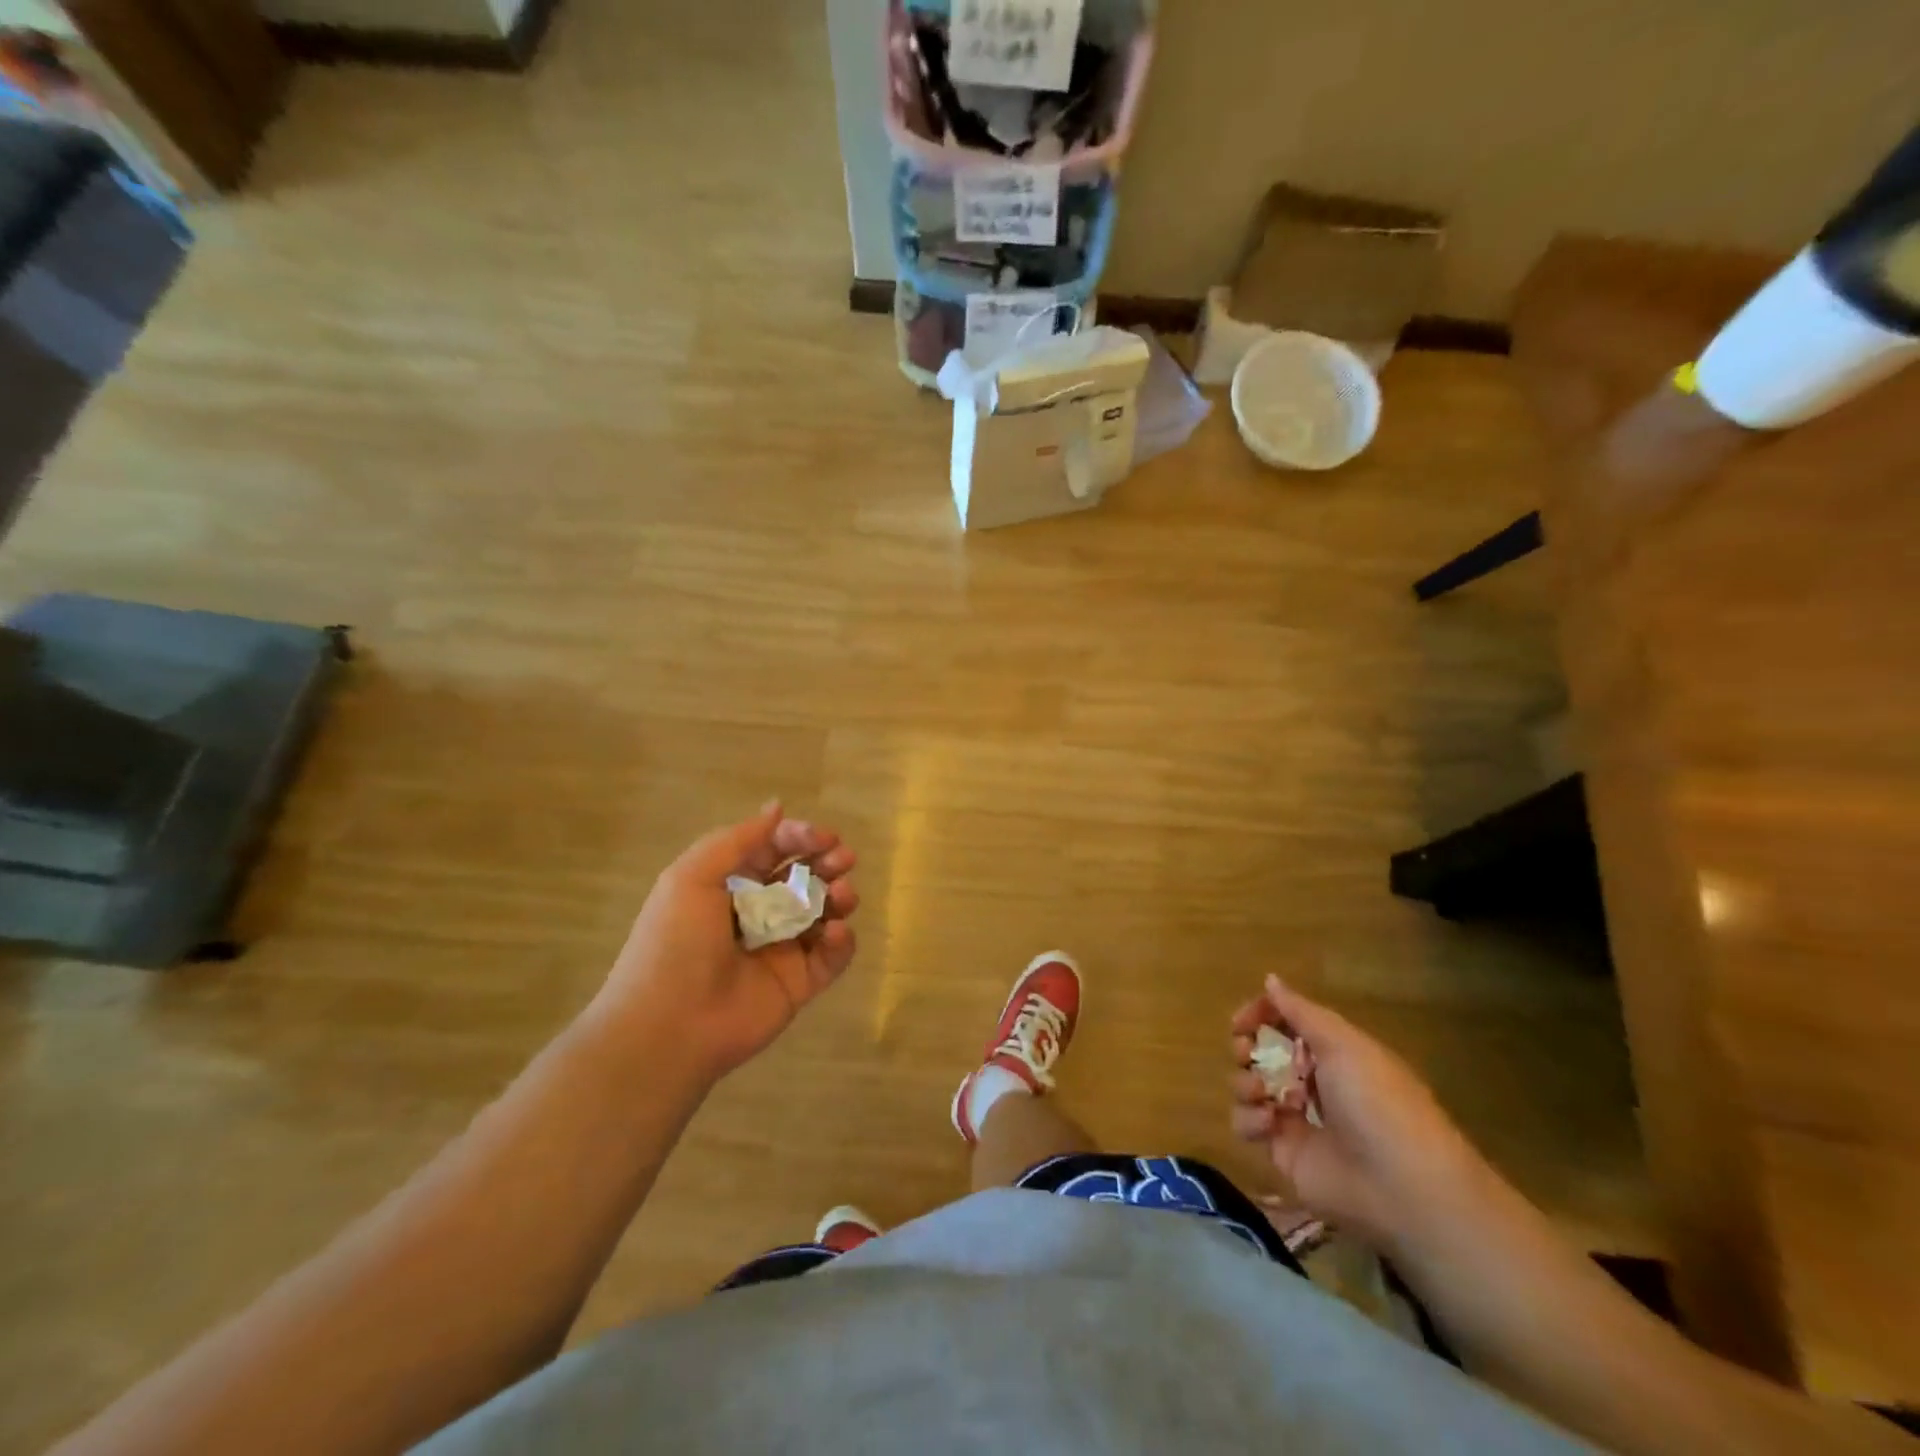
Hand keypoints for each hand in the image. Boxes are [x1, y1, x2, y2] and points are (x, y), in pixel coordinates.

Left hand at [594, 802, 858, 1082]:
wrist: (668, 1026)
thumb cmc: (675, 943)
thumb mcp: (692, 876)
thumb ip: (738, 839)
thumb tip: (777, 806)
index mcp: (730, 885)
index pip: (775, 849)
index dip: (800, 837)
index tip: (823, 837)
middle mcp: (759, 912)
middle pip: (804, 876)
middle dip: (827, 861)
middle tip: (843, 858)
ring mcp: (782, 948)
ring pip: (824, 912)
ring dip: (839, 896)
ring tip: (842, 894)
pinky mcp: (800, 983)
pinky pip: (831, 956)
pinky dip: (842, 941)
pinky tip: (836, 933)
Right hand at [1229, 974, 1488, 1255]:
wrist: (1401, 1187)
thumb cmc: (1376, 1101)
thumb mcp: (1343, 1044)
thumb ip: (1300, 1011)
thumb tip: (1270, 979)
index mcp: (1331, 1051)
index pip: (1284, 1022)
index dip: (1260, 1015)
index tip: (1240, 1021)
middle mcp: (1311, 1080)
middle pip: (1259, 1052)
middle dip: (1245, 1047)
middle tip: (1246, 1052)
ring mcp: (1295, 1117)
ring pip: (1247, 1085)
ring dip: (1245, 1082)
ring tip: (1263, 1093)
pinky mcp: (1282, 1151)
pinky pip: (1247, 1124)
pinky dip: (1250, 1119)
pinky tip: (1270, 1124)